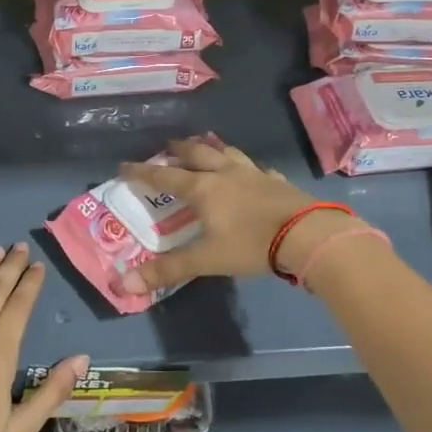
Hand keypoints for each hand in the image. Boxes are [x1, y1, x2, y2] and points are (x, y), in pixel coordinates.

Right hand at [118, 137, 363, 293]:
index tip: (124, 166)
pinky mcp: (277, 181)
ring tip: (206, 149)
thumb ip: (168, 270)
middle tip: (167, 147)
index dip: (143, 172)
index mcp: (203, 189)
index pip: (165, 177)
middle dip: (179, 150)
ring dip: (212, 149)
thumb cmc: (251, 244)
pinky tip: (252, 173)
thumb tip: (124, 284)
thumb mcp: (206, 259)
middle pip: (197, 153)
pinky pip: (257, 168)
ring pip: (227, 153)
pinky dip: (247, 168)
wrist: (307, 234)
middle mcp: (225, 174)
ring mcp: (254, 174)